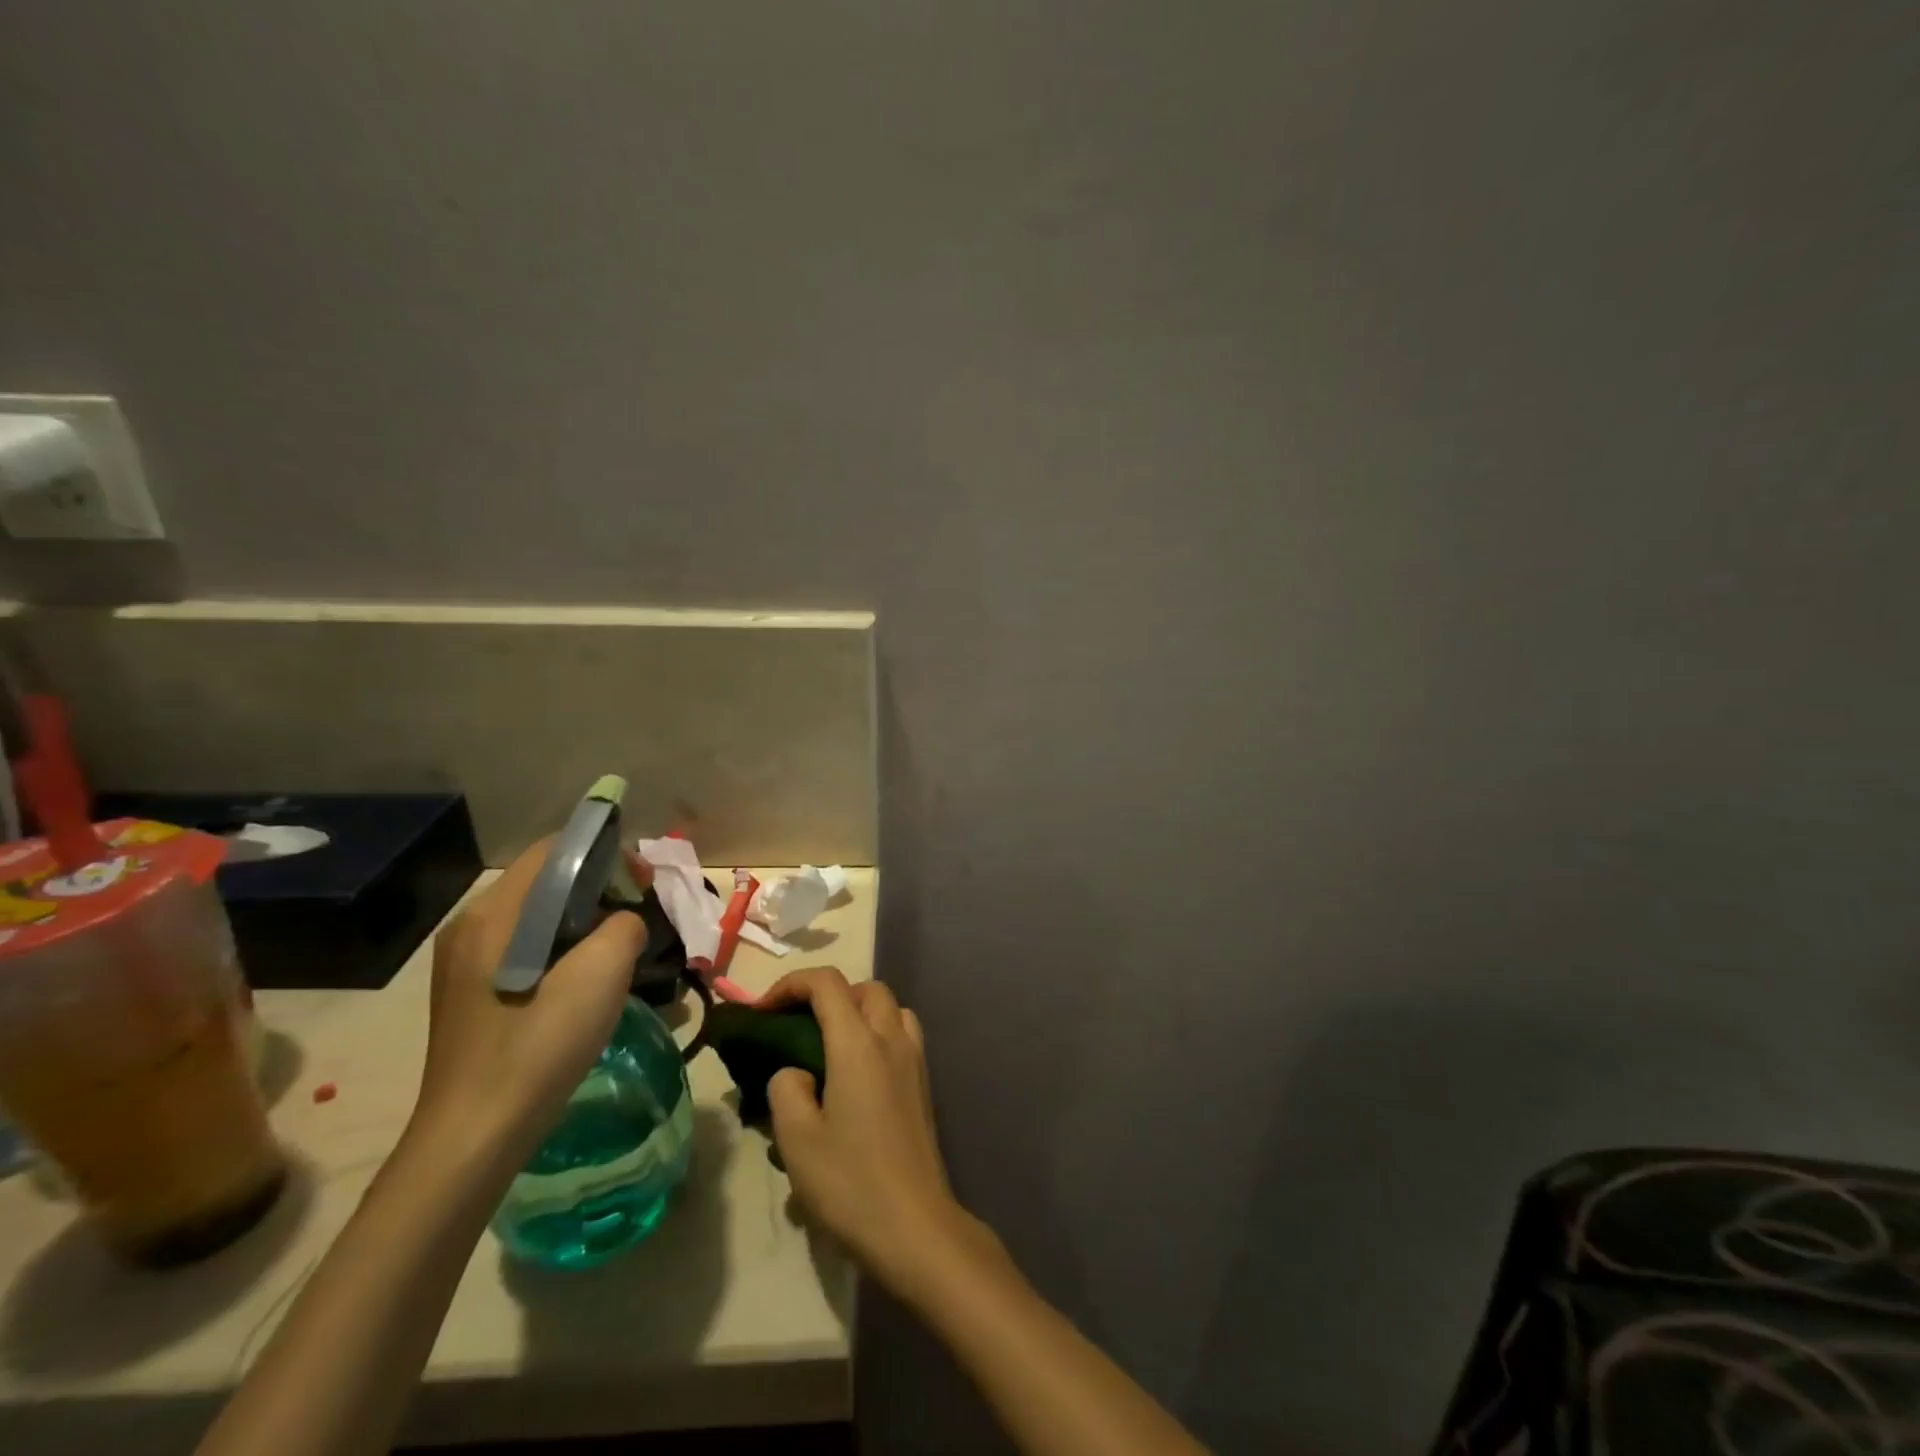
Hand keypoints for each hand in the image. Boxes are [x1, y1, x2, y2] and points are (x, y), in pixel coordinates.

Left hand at [414, 838, 644, 1162]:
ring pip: (536, 917)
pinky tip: (584, 982)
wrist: (474, 1137)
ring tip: (619, 949)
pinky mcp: (469, 992)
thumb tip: (624, 923)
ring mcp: (463, 962)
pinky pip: (524, 947)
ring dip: (583, 922)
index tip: (644, 881)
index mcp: (494, 914)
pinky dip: (561, 948)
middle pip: (544, 882)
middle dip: (598, 889)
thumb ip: (623, 926)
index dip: (605, 854)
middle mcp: (471, 927)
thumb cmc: (538, 1046)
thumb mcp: (601, 974)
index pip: (553, 850)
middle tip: (639, 915)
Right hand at [758, 967, 992, 1296]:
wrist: (915, 1226)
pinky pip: (902, 1034)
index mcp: (859, 1044)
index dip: (791, 984)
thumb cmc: (850, 1182)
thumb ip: (786, 1088)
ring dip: (859, 1010)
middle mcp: (892, 1040)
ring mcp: (914, 1060)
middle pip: (865, 988)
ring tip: (829, 1045)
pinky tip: (857, 1074)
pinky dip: (878, 1033)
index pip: (827, 984)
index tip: (762, 1011)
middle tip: (798, 1026)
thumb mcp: (797, 1139)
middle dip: (828, 994)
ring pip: (890, 1008)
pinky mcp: (923, 1084)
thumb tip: (798, 1072)